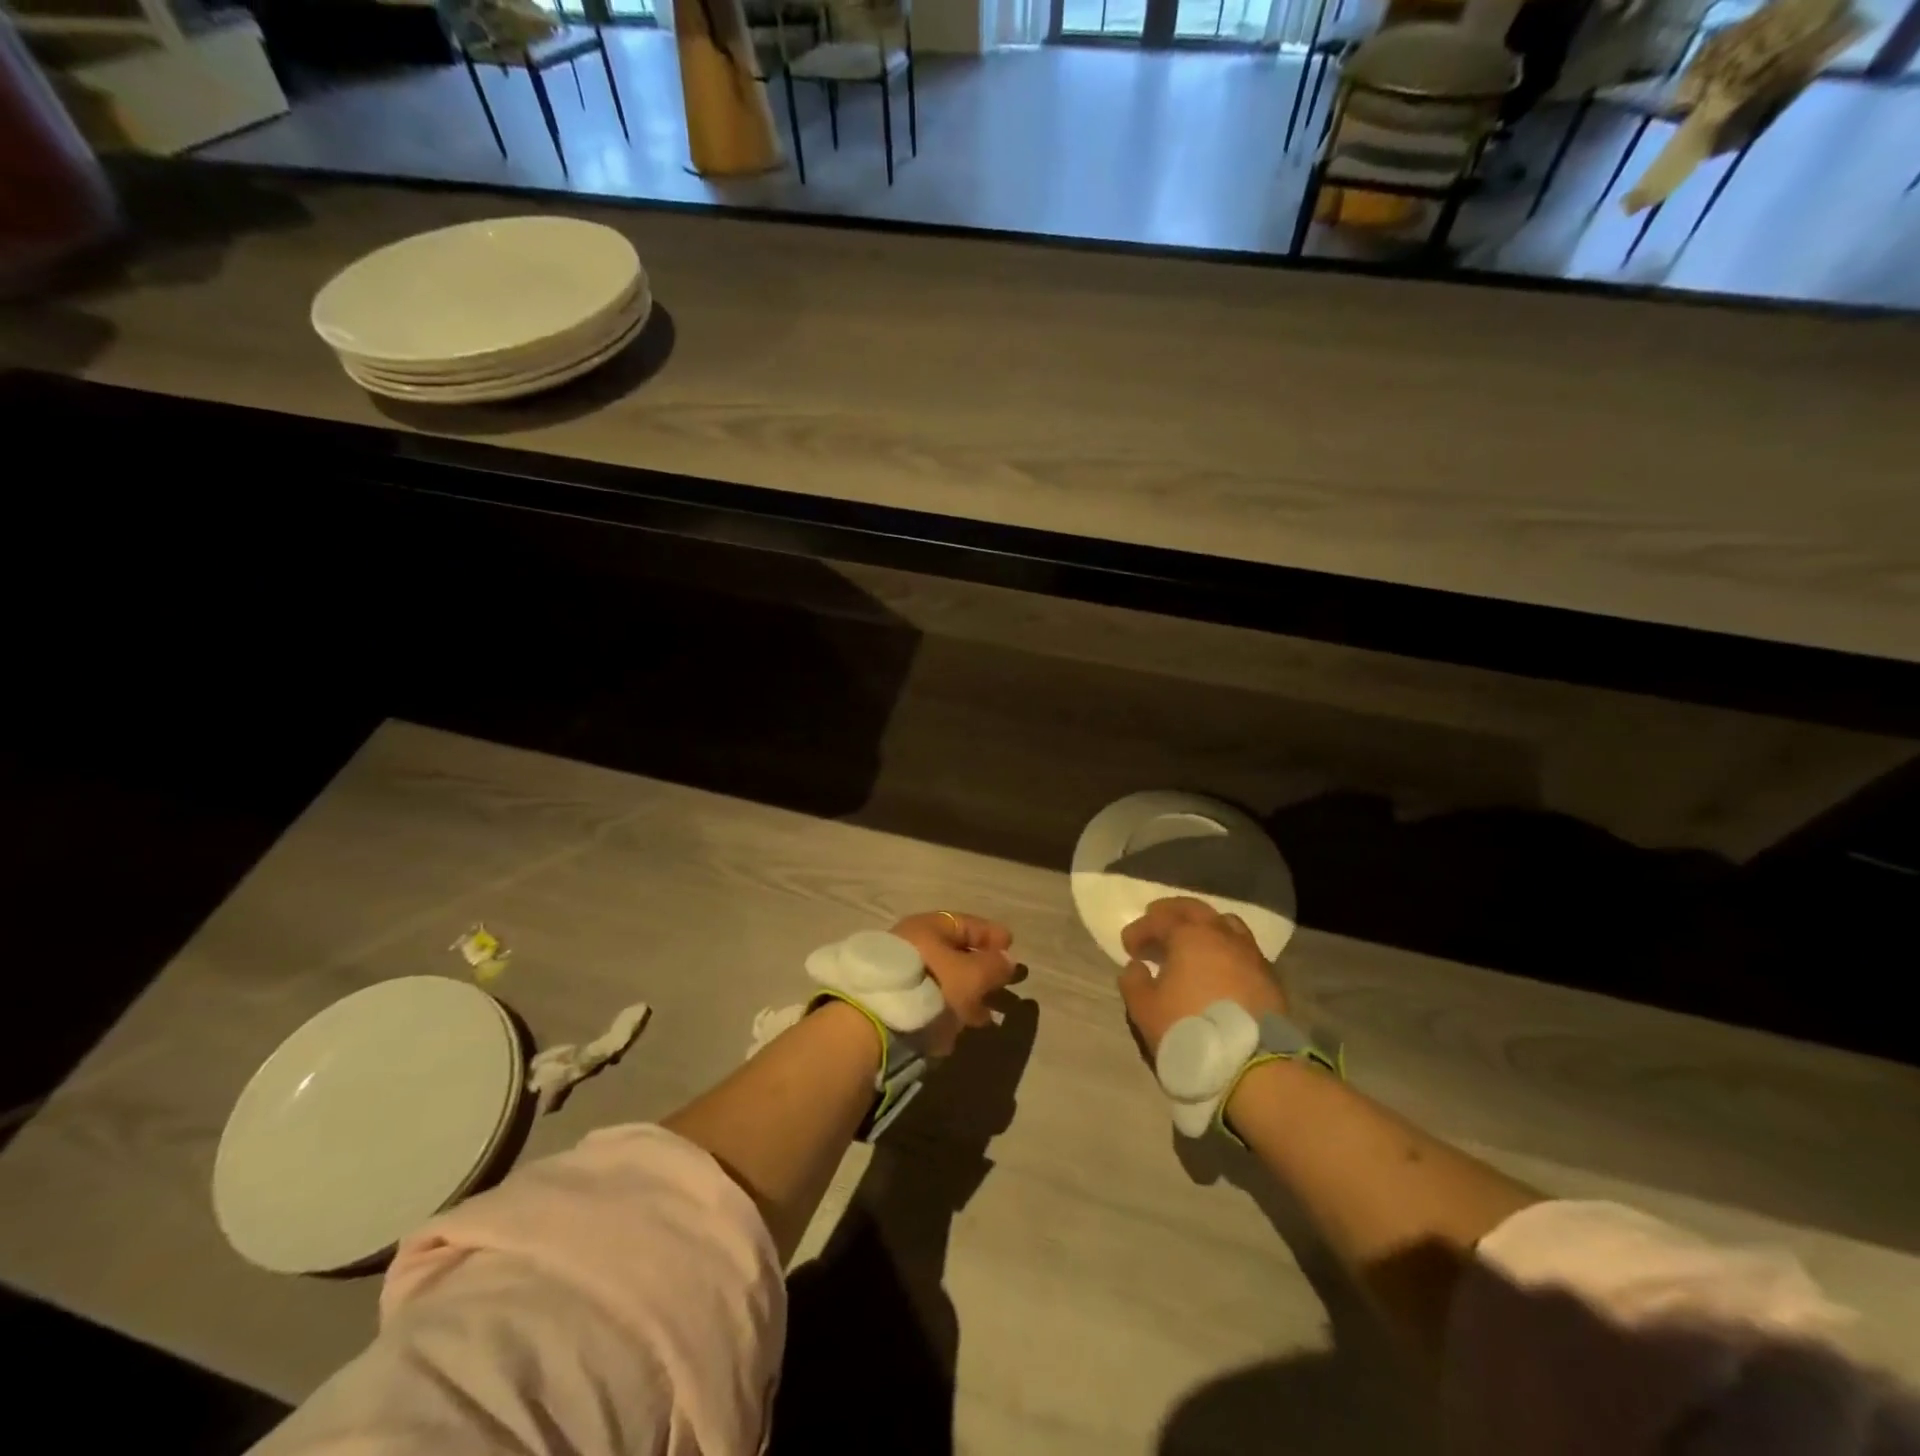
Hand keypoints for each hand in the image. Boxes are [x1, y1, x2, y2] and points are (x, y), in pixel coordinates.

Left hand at [891, 911, 1017, 1056]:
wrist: (873, 1024)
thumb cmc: (931, 987)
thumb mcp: (972, 976)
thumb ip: (994, 966)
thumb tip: (1007, 960)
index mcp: (928, 927)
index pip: (966, 923)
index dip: (991, 934)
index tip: (1011, 947)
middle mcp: (910, 943)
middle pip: (953, 953)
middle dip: (981, 970)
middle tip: (1003, 985)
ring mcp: (897, 972)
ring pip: (941, 980)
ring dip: (965, 995)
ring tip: (985, 1017)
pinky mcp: (890, 1001)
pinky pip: (927, 999)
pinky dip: (946, 1009)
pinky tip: (957, 1028)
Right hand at [1117, 897, 1285, 1058]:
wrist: (1253, 1066)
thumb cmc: (1190, 1030)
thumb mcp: (1144, 1009)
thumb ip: (1133, 982)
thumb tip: (1137, 967)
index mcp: (1190, 936)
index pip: (1159, 920)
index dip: (1140, 929)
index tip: (1128, 947)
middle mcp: (1222, 935)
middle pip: (1195, 909)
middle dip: (1172, 913)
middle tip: (1156, 920)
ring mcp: (1251, 954)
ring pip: (1225, 924)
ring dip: (1204, 927)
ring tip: (1192, 941)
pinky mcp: (1270, 978)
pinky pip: (1243, 950)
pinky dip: (1225, 949)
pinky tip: (1219, 967)